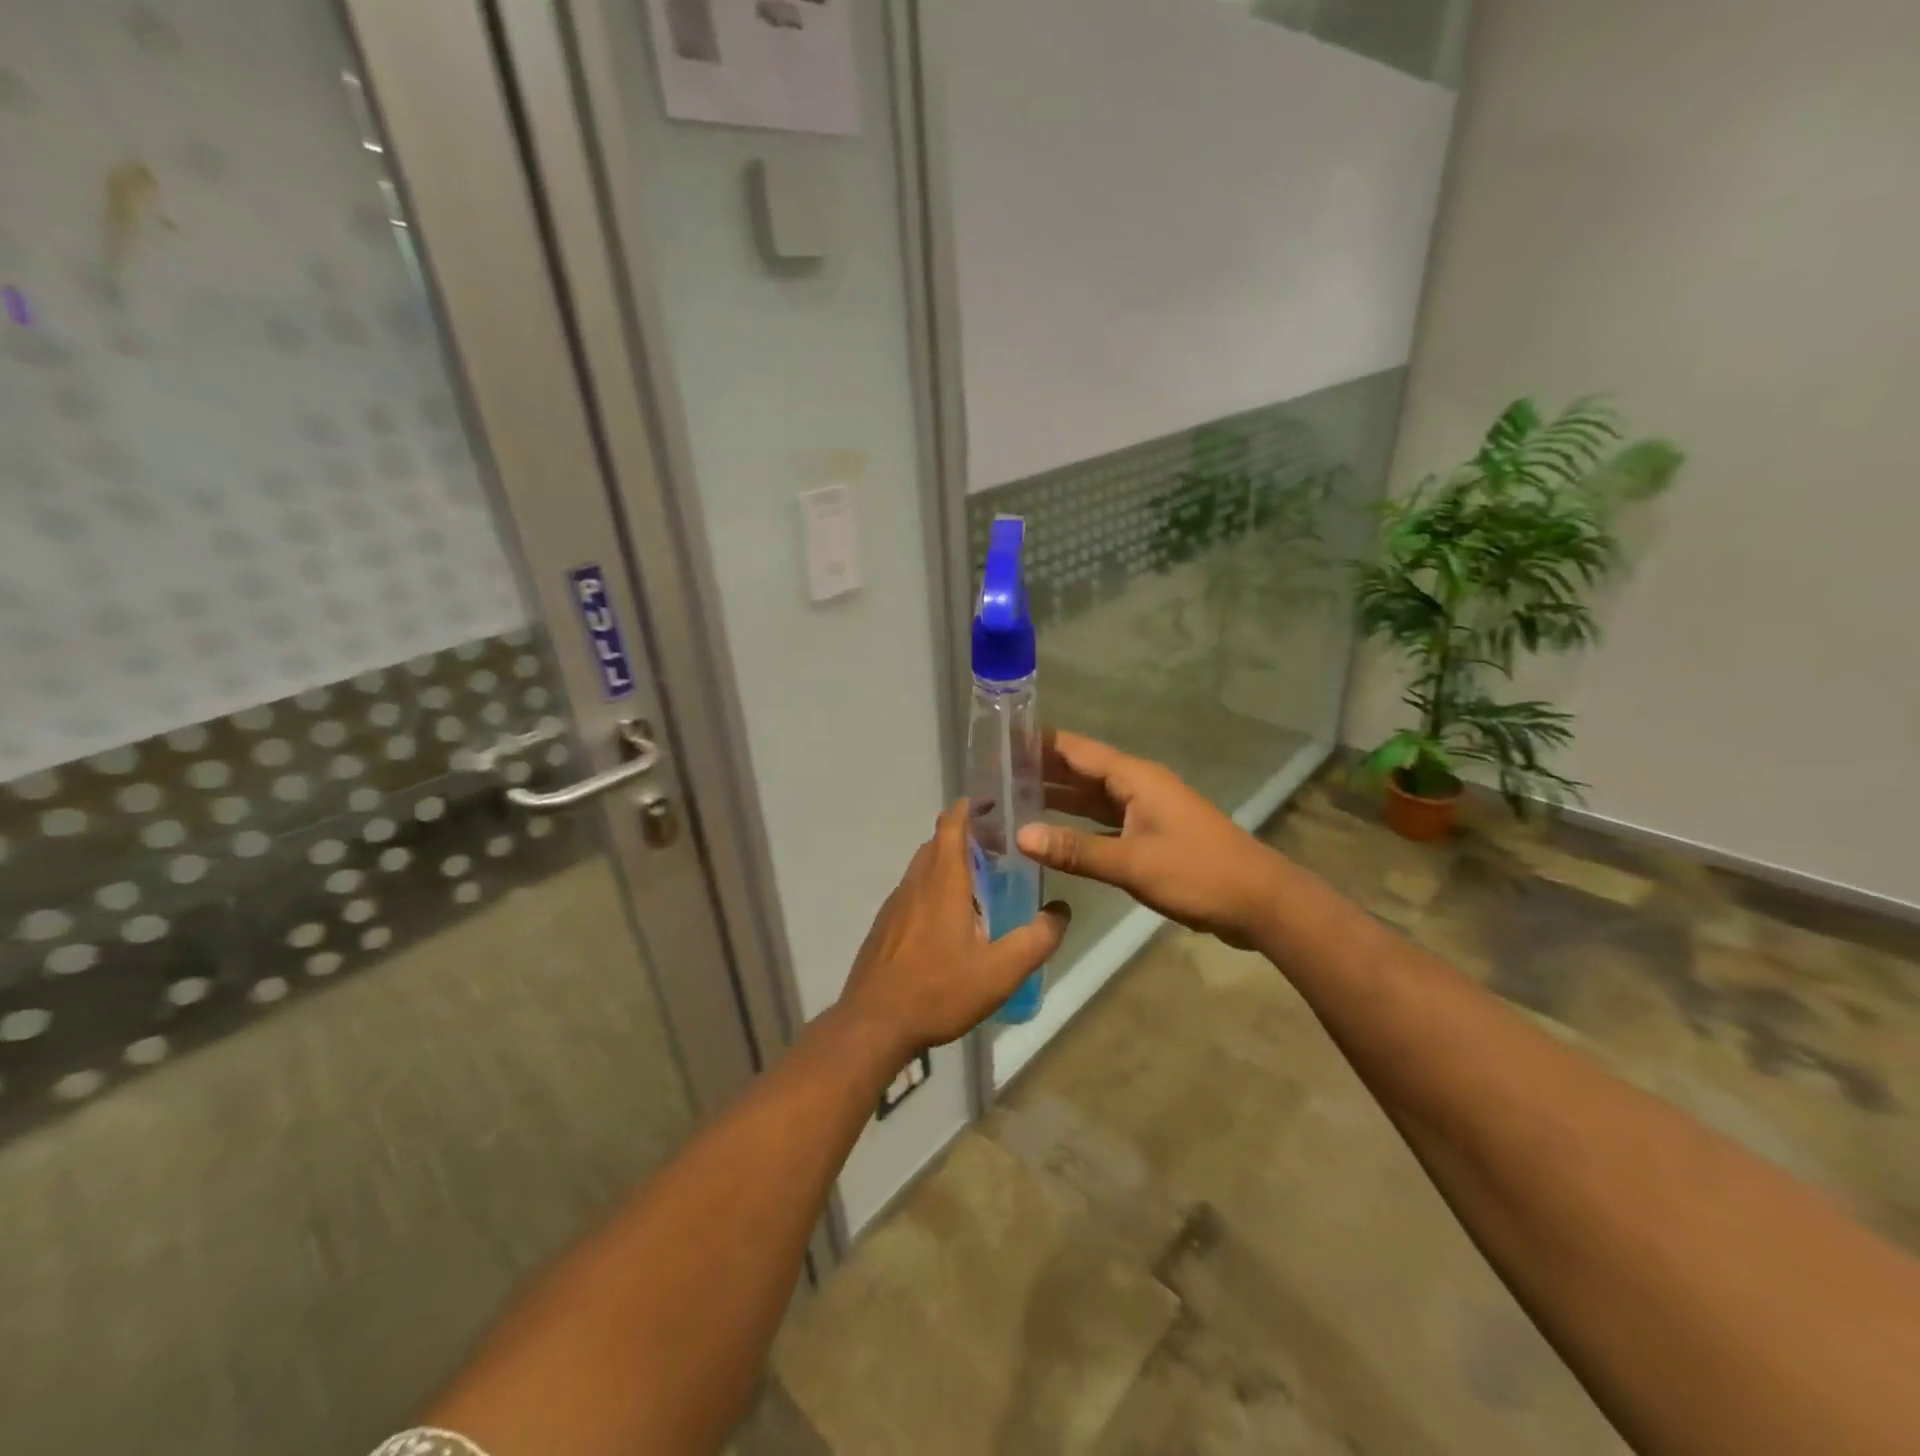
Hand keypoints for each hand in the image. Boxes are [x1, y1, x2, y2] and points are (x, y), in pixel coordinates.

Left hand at [838, 802, 1069, 1059]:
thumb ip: (1037, 939)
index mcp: (943, 881)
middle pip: (939, 842)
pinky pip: (913, 891)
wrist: (873, 1024)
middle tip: (1000, 851)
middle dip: (968, 837)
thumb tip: (1061, 910)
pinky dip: (934, 888)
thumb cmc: (938, 990)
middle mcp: (916, 882)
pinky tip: (950, 922)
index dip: (971, 807)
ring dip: (950, 863)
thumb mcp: (1001, 971)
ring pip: (924, 867)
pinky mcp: (884, 925)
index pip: (952, 824)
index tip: (994, 804)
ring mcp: (895, 903)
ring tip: (980, 886)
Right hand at [1017, 731, 1283, 948]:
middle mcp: (1137, 786)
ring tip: (1010, 800)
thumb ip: (1075, 850)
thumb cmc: (1198, 873)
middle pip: (1080, 770)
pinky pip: (1103, 821)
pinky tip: (1052, 835)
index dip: (1037, 744)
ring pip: (1091, 797)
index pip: (1075, 749)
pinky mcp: (1150, 835)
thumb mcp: (1132, 863)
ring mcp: (1145, 810)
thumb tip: (1020, 835)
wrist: (1259, 902)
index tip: (998, 741)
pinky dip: (1077, 825)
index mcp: (1134, 778)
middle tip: (992, 776)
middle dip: (1039, 770)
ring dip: (1056, 798)